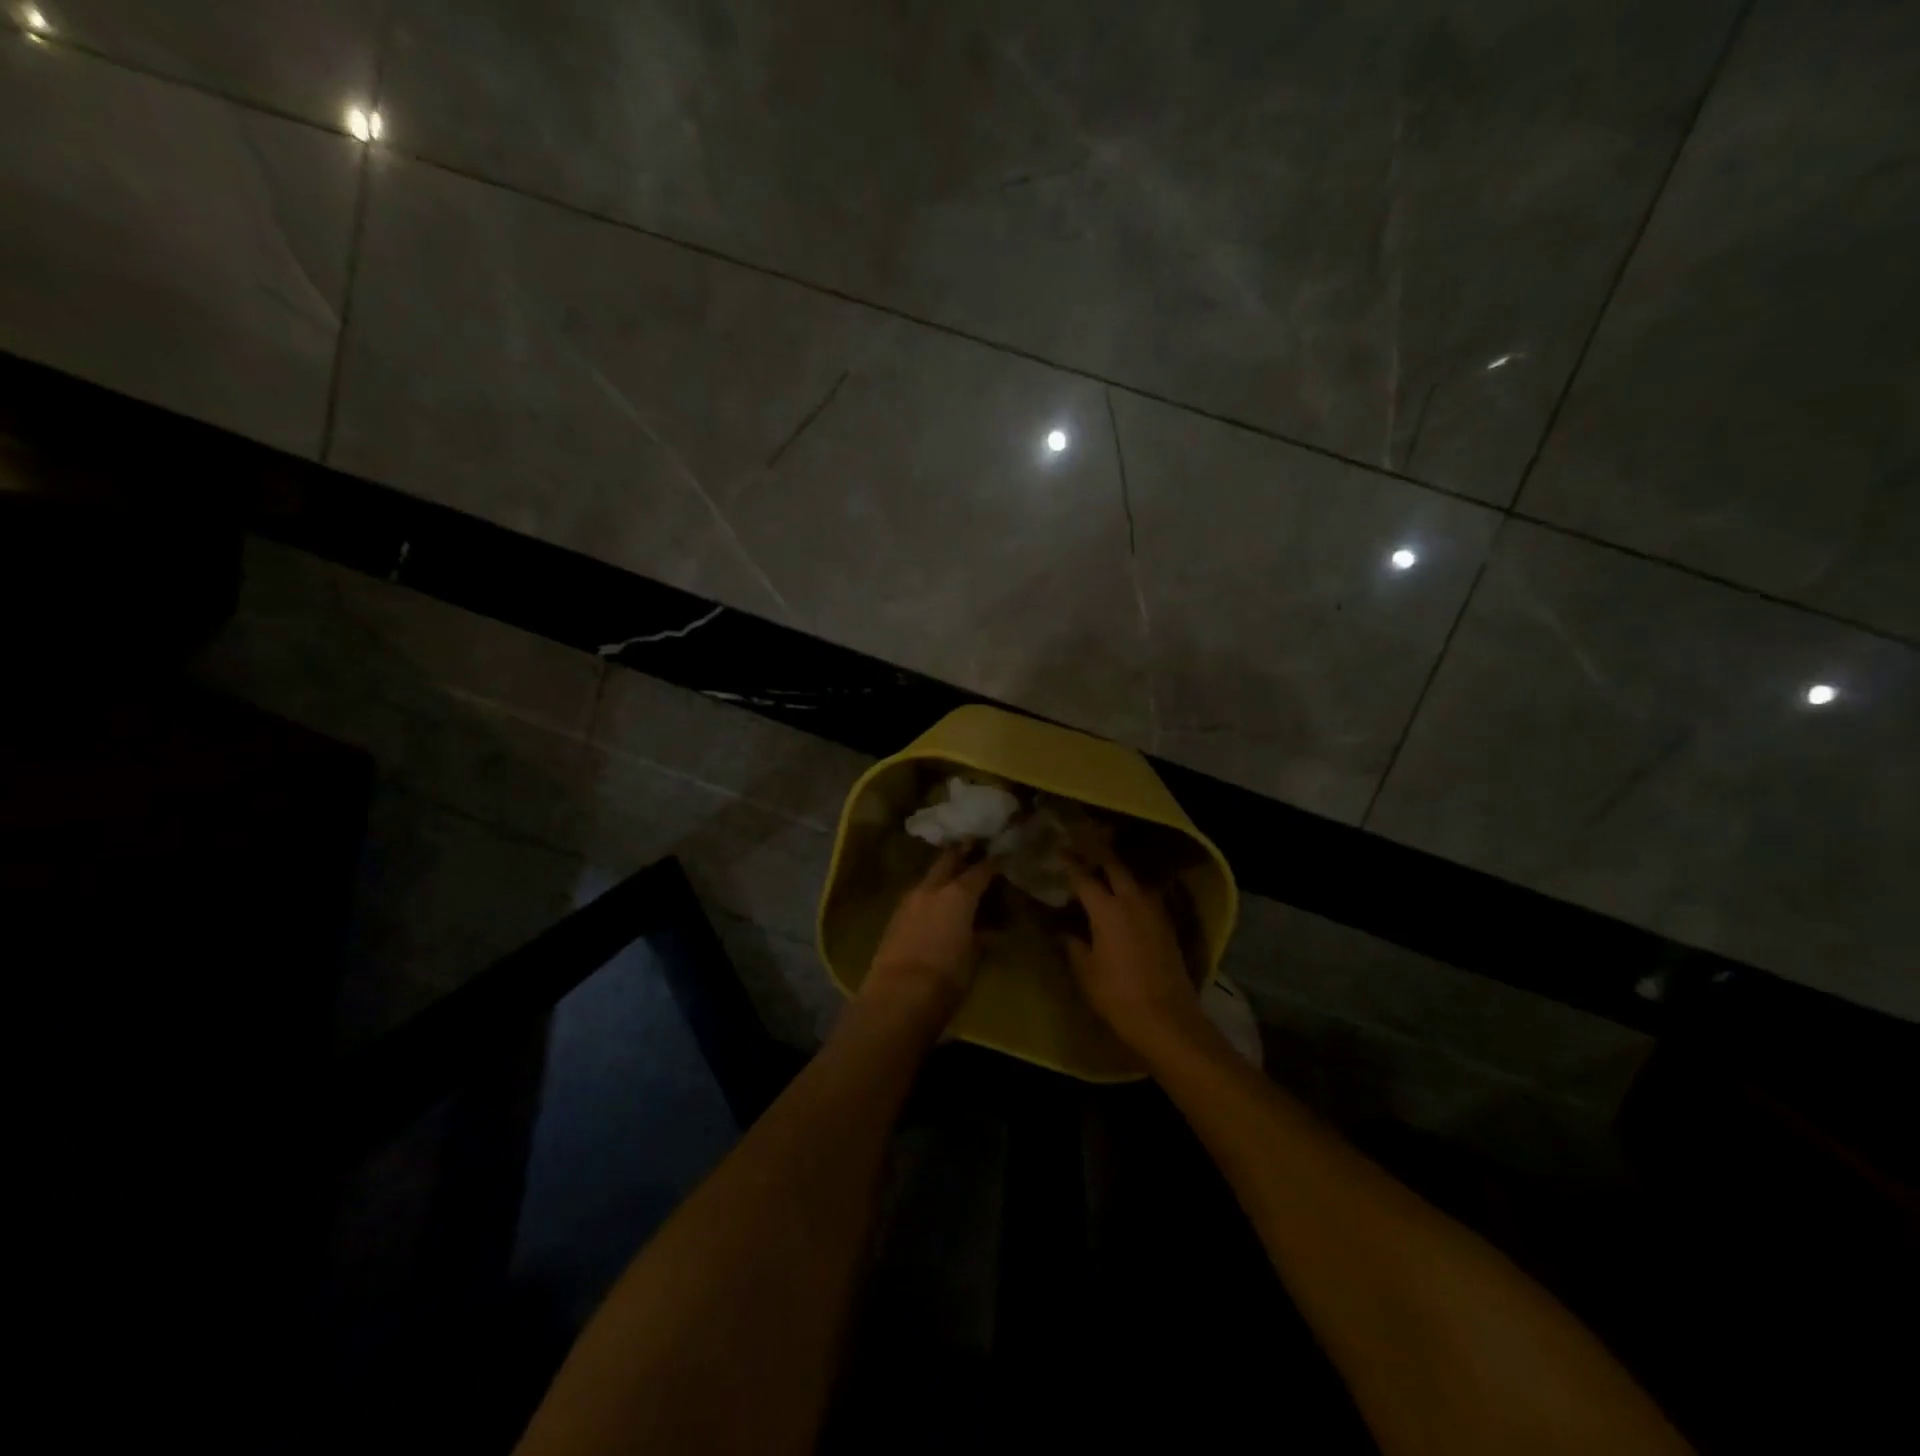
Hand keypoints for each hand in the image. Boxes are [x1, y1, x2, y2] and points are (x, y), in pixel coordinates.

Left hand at [861, 846, 996, 1022]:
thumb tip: (989, 929)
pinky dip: (929, 893)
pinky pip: (917, 895)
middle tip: (974, 846)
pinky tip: (935, 902)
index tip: (1002, 856)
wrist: (897, 996)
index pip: (980, 870)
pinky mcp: (895, 916)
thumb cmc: (946, 977)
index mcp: (958, 894)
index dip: (993, 862)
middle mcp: (932, 888)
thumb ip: (981, 936)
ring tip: (955, 877)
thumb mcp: (973, 957)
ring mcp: (909, 900)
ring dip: (942, 873)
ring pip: (929, 876)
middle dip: (962, 852)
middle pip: (948, 860)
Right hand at [1064, 846, 1202, 1052]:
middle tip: (1082, 850)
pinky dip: (1132, 890)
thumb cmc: (1117, 995)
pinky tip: (1124, 899)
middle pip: (1114, 867)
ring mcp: (1154, 911)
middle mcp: (1132, 901)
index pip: (1084, 877)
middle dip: (1098, 856)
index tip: (1058, 853)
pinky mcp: (1167, 925)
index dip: (1069, 863)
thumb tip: (1063, 931)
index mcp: (1107, 909)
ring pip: (1133, 879)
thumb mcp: (1086, 971)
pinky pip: (1146, 896)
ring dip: (1117, 871)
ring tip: (1102, 872)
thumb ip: (1073, 945)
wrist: (1167, 1019)